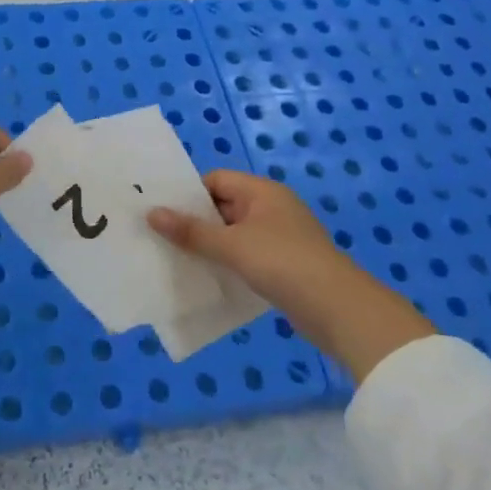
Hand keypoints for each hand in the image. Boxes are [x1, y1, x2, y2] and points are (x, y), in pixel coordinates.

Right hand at [148, 172, 435, 382]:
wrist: (339, 310)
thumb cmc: (282, 263)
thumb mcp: (231, 245)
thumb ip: (191, 231)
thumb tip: (151, 213)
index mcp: (262, 191)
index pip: (216, 180)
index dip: (189, 194)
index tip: (161, 212)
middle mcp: (272, 208)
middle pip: (224, 206)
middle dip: (195, 222)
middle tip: (160, 237)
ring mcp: (281, 237)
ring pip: (234, 234)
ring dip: (211, 246)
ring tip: (177, 259)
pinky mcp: (286, 265)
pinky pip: (247, 256)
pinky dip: (228, 264)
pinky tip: (208, 278)